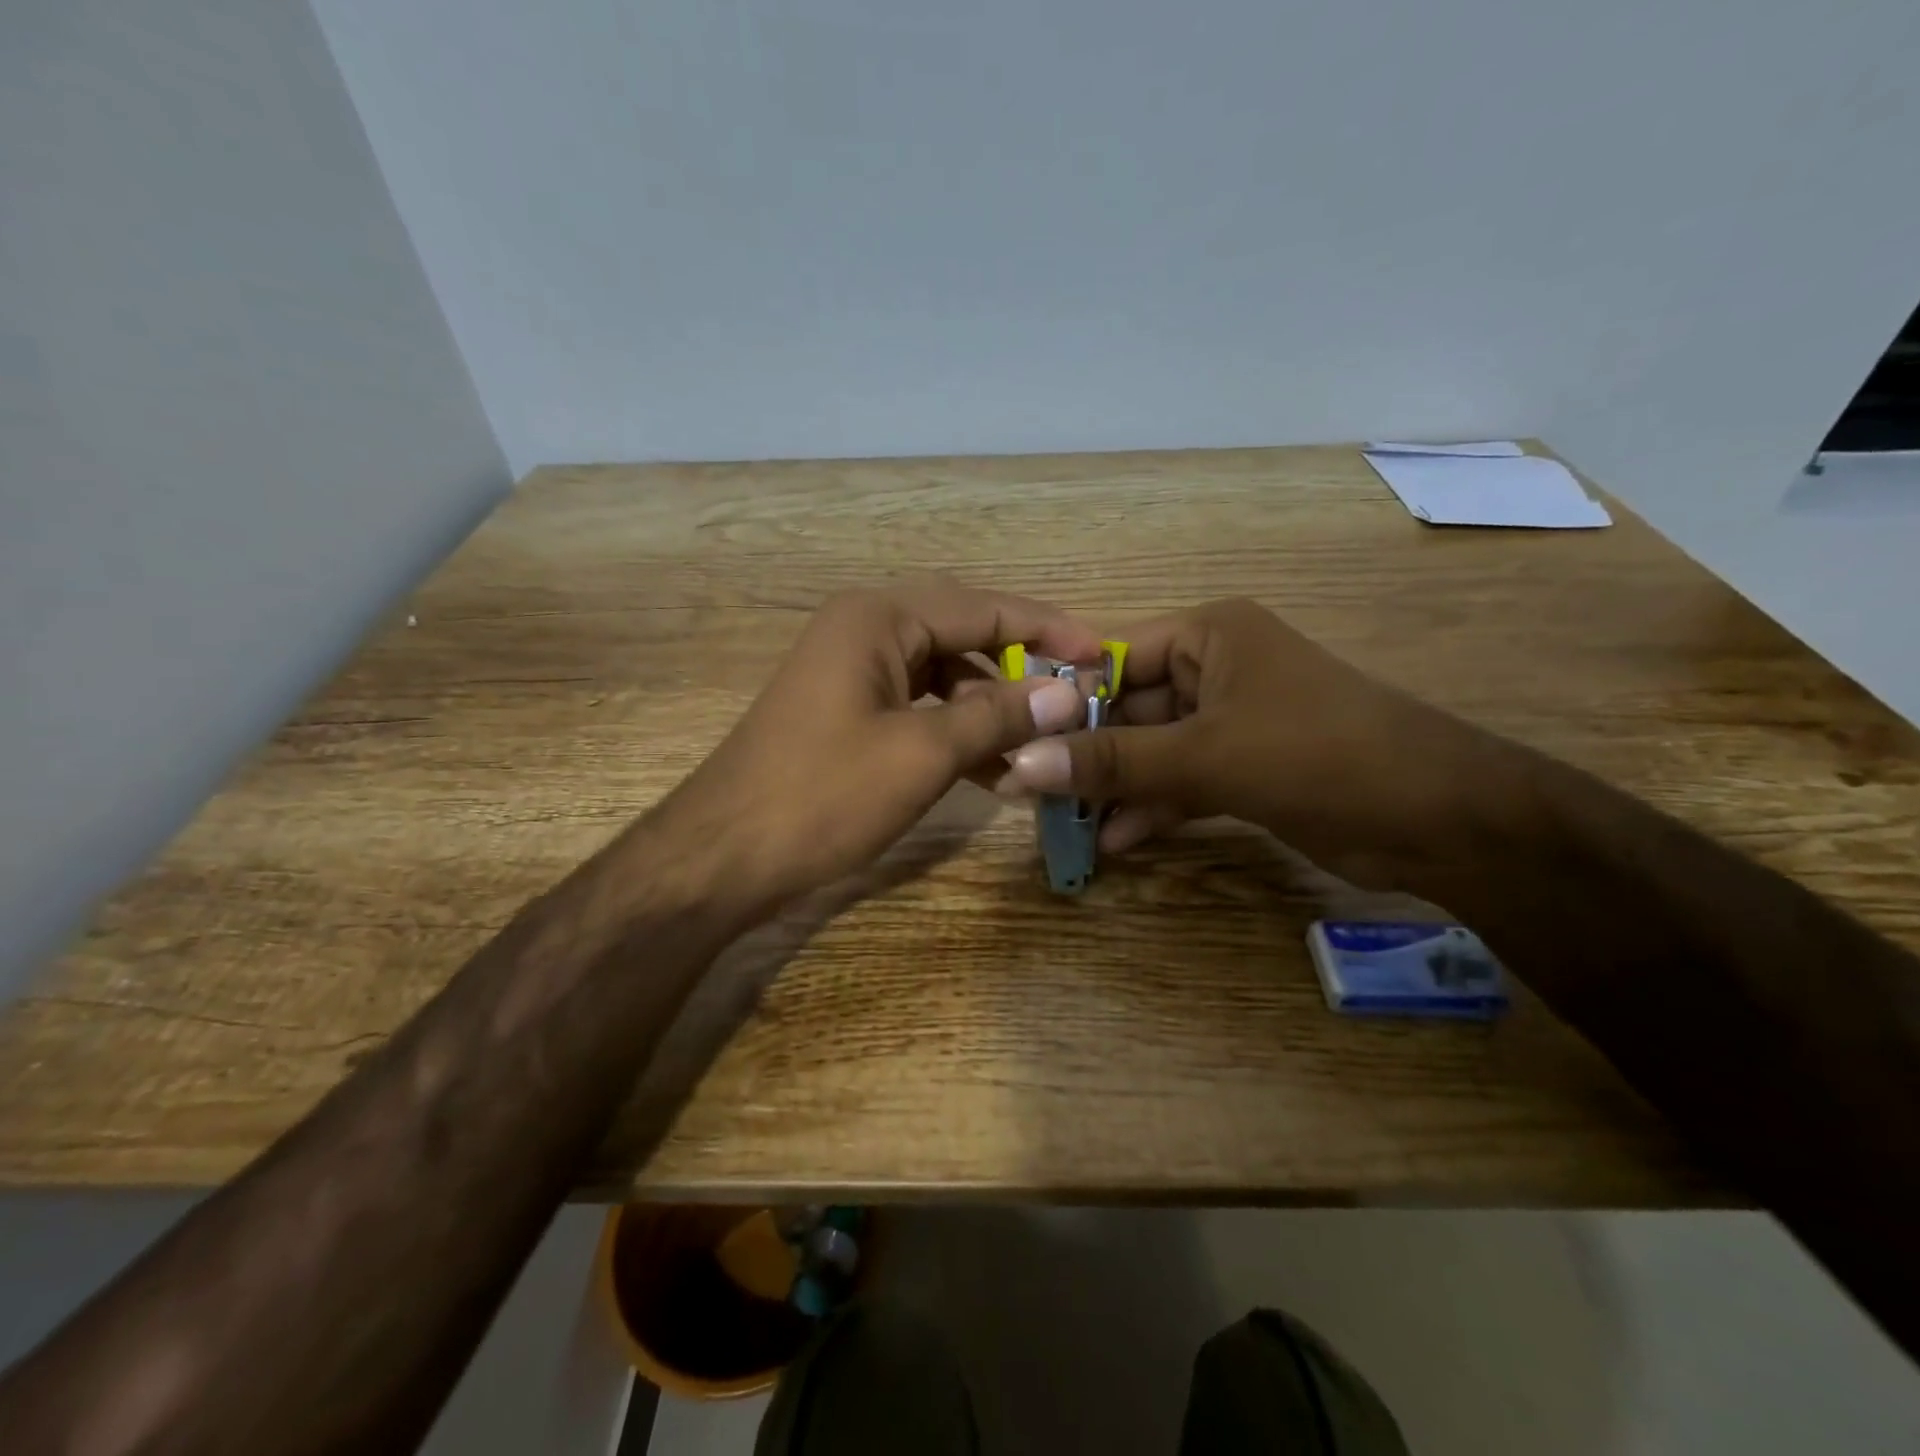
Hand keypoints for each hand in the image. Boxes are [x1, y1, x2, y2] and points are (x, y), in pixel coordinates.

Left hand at [656, 578, 1100, 916]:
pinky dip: (954, 732)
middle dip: (1020, 669)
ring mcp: (851, 671)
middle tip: (1075, 699)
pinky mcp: (845, 711)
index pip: (983, 607)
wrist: (723, 856)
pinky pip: (916, 707)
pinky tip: (991, 771)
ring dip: (989, 709)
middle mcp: (864, 629)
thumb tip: (1070, 694)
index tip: (1102, 656)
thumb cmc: (822, 795)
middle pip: (963, 635)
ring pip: (942, 677)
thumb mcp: (921, 754)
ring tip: (1038, 748)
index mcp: (879, 618)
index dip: (1048, 630)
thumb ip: (997, 716)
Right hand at [998, 598, 1470, 863]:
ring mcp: (1232, 721)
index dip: (1064, 702)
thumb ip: (1112, 762)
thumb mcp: (1206, 756)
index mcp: (1210, 636)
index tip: (1015, 742)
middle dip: (1087, 755)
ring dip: (1115, 788)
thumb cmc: (1318, 755)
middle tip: (1032, 794)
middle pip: (1130, 710)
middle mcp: (1217, 669)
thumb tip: (1017, 764)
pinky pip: (1181, 781)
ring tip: (1065, 826)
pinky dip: (1152, 808)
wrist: (1440, 818)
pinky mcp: (1246, 767)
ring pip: (1153, 751)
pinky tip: (1116, 841)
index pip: (1114, 658)